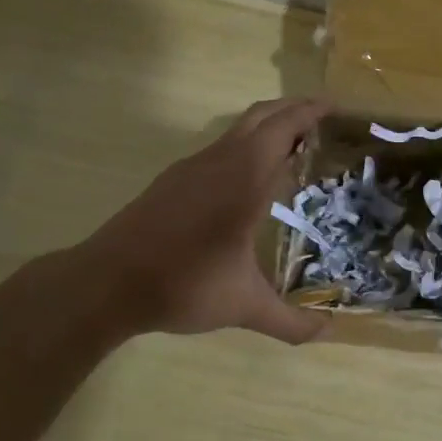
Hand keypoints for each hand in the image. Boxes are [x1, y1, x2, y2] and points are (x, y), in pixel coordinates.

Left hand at [89, 98, 329, 343]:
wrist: (106, 283)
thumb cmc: (183, 285)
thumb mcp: (244, 306)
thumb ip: (290, 321)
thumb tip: (329, 333)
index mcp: (244, 180)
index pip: (282, 129)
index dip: (309, 113)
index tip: (335, 107)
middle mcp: (219, 163)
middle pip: (260, 117)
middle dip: (292, 109)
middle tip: (322, 116)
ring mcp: (191, 169)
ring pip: (236, 131)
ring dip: (266, 127)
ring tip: (293, 145)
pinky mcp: (172, 181)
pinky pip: (219, 148)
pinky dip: (245, 146)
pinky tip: (249, 176)